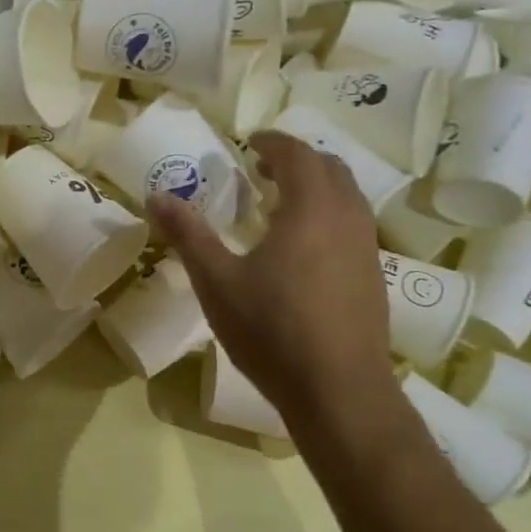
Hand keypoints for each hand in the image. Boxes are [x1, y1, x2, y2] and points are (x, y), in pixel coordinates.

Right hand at [149, 132, 399, 432]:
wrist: (338, 390)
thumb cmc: (271, 330)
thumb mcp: (216, 282)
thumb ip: (188, 234)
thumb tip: (156, 196)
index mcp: (310, 209)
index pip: (298, 154)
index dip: (273, 141)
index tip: (249, 141)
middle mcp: (347, 219)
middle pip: (331, 168)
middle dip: (298, 160)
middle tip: (264, 169)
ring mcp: (367, 249)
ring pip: (349, 197)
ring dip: (318, 187)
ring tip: (282, 204)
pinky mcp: (374, 277)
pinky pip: (354, 225)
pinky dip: (329, 215)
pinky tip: (304, 248)